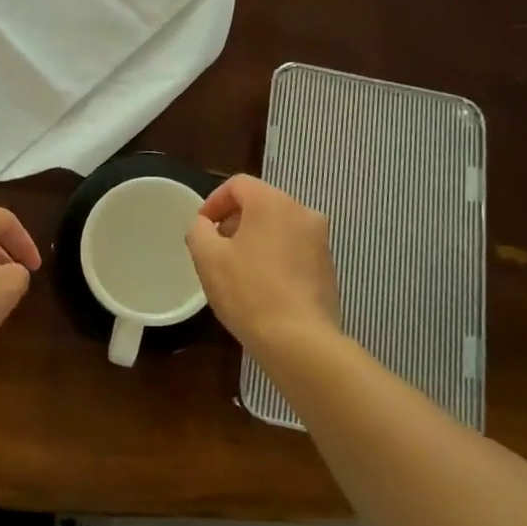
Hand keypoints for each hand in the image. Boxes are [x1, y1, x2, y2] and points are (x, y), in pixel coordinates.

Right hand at [185, 175, 340, 353]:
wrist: (300, 341)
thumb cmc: (249, 292)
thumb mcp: (208, 258)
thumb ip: (199, 230)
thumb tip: (205, 225)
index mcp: (272, 202)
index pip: (238, 185)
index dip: (214, 202)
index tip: (202, 228)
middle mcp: (302, 212)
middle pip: (261, 203)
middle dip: (235, 221)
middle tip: (216, 248)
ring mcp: (320, 240)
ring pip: (279, 227)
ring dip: (256, 239)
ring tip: (238, 270)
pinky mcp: (328, 266)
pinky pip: (294, 249)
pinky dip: (275, 257)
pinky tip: (262, 286)